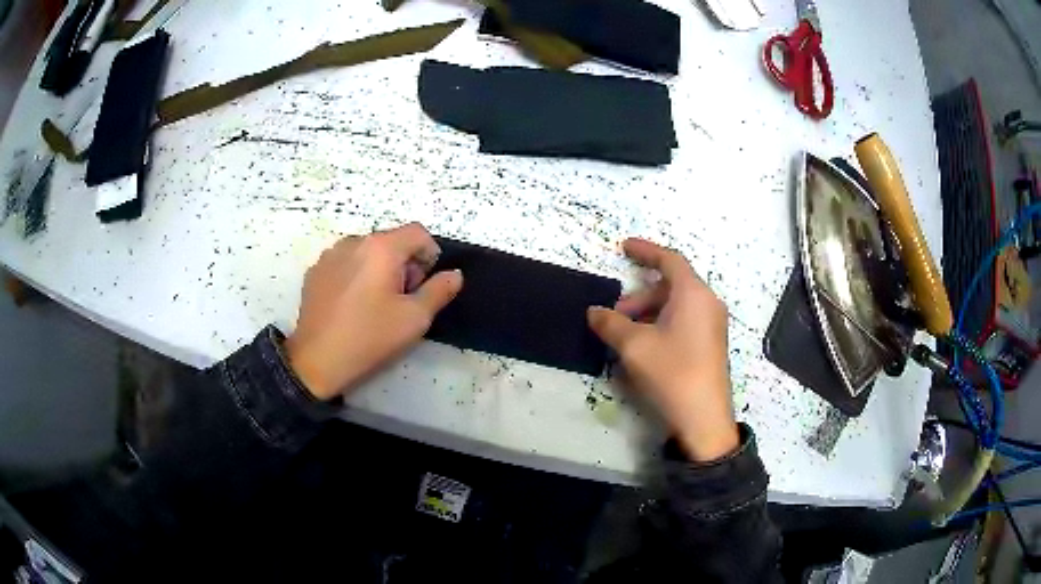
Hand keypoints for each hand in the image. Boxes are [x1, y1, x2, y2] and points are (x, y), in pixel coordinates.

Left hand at [285, 223, 462, 399]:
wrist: (317, 361)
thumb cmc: (370, 338)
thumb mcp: (415, 319)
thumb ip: (439, 290)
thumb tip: (454, 274)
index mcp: (381, 248)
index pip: (418, 233)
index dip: (430, 255)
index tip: (425, 285)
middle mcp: (353, 242)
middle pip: (391, 240)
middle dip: (404, 264)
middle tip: (402, 300)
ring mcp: (330, 255)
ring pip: (366, 252)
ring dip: (379, 269)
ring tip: (374, 304)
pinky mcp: (315, 272)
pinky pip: (345, 263)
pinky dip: (355, 275)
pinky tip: (351, 306)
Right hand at [587, 238, 738, 462]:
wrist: (703, 417)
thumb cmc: (671, 372)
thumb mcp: (634, 346)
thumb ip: (611, 323)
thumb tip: (594, 312)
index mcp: (693, 294)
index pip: (669, 260)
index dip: (645, 251)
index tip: (624, 247)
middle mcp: (707, 303)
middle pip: (670, 286)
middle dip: (639, 297)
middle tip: (614, 317)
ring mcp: (712, 325)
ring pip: (675, 306)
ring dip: (647, 314)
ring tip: (625, 337)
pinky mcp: (710, 344)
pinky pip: (683, 322)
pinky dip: (661, 325)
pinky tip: (643, 348)